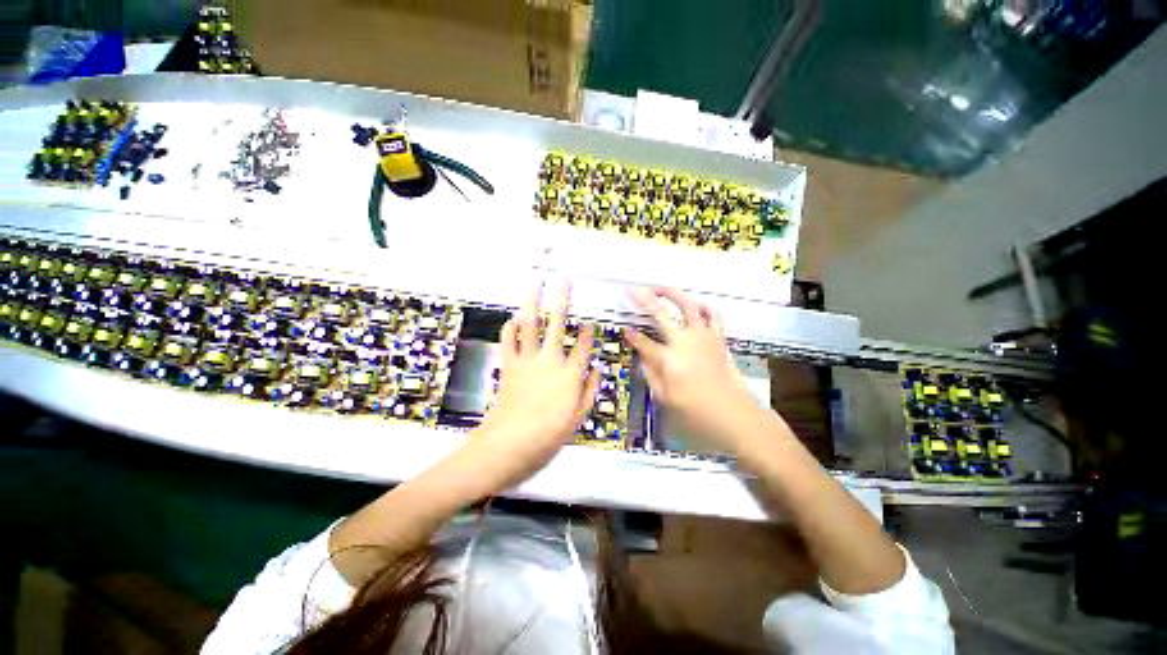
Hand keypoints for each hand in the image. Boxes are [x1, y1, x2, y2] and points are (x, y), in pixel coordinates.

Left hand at [462, 281, 599, 490]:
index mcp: (570, 374)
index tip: (590, 322)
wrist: (509, 444)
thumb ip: (589, 390)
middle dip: (562, 298)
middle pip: (558, 323)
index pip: (584, 346)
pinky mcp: (509, 365)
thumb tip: (597, 369)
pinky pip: (509, 340)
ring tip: (535, 283)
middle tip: (564, 279)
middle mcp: (550, 360)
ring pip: (531, 324)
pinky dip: (510, 327)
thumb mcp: (578, 418)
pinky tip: (514, 318)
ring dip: (533, 301)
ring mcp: (527, 360)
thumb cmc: (548, 435)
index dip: (589, 332)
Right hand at [624, 287, 762, 451]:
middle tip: (634, 290)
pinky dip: (703, 306)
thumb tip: (642, 357)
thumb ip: (650, 374)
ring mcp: (703, 336)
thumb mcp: (665, 398)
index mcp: (669, 359)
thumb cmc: (696, 411)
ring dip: (673, 294)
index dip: (632, 336)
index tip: (625, 330)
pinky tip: (696, 304)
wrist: (735, 414)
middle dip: (645, 300)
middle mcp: (684, 341)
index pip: (643, 342)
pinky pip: (712, 315)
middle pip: (661, 314)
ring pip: (688, 306)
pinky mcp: (718, 338)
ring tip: (661, 288)